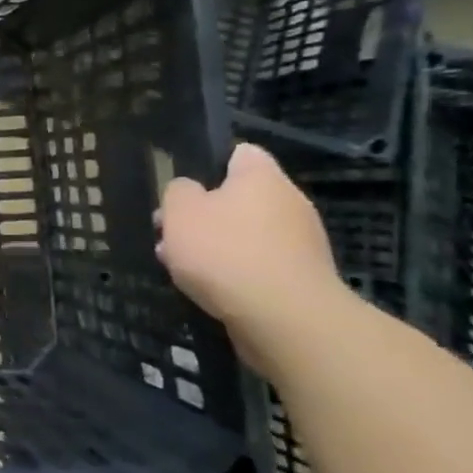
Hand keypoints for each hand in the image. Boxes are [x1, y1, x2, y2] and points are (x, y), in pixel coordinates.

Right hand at [156, 144, 347, 374]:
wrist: (285, 319)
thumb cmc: (225, 251)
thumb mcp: (180, 212)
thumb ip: (178, 192)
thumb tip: (189, 191)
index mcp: (262, 177)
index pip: (240, 153)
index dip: (209, 164)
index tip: (183, 185)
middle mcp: (289, 203)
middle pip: (239, 198)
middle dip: (204, 214)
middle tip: (171, 231)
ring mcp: (301, 243)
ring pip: (246, 234)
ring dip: (214, 245)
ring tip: (179, 265)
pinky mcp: (302, 279)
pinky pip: (259, 265)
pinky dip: (234, 272)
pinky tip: (207, 288)